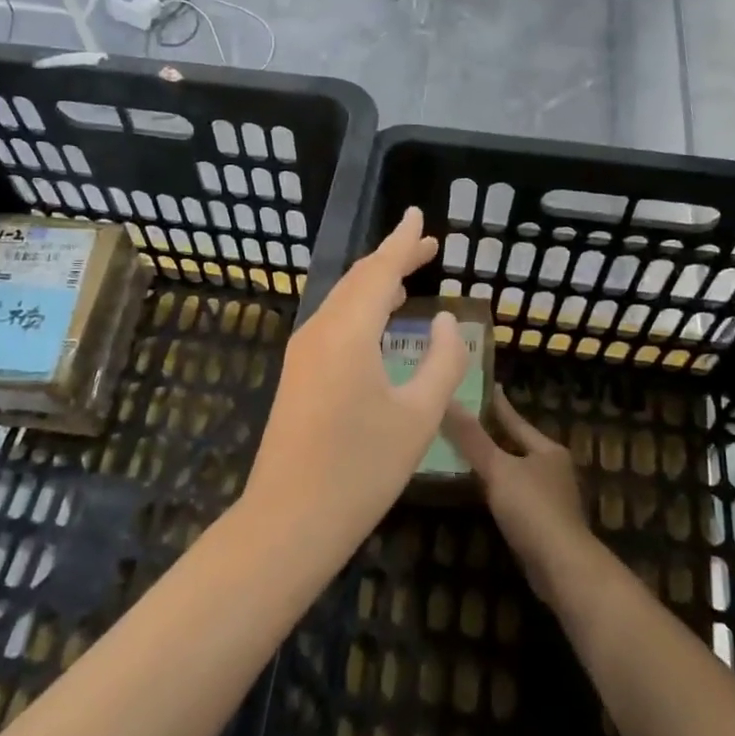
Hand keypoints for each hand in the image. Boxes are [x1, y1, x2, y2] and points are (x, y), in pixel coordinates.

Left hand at [244, 209, 469, 555]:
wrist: (289, 519)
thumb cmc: (361, 470)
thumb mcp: (418, 416)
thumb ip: (441, 361)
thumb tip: (444, 320)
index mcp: (348, 331)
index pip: (380, 271)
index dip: (403, 242)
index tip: (418, 216)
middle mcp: (319, 331)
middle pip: (358, 280)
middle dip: (391, 259)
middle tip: (425, 246)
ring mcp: (302, 353)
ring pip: (341, 301)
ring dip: (374, 284)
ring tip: (407, 276)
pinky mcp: (297, 375)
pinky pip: (332, 323)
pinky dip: (359, 309)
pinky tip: (376, 322)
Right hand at [444, 386, 596, 608]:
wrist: (561, 565)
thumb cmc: (532, 508)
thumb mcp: (498, 469)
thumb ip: (472, 438)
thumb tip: (448, 401)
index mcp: (547, 450)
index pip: (516, 421)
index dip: (498, 405)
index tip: (486, 387)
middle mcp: (553, 469)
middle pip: (518, 445)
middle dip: (494, 434)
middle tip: (466, 420)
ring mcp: (550, 497)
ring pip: (516, 471)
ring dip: (495, 464)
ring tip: (466, 453)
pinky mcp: (543, 523)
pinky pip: (515, 496)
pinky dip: (498, 489)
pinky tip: (480, 491)